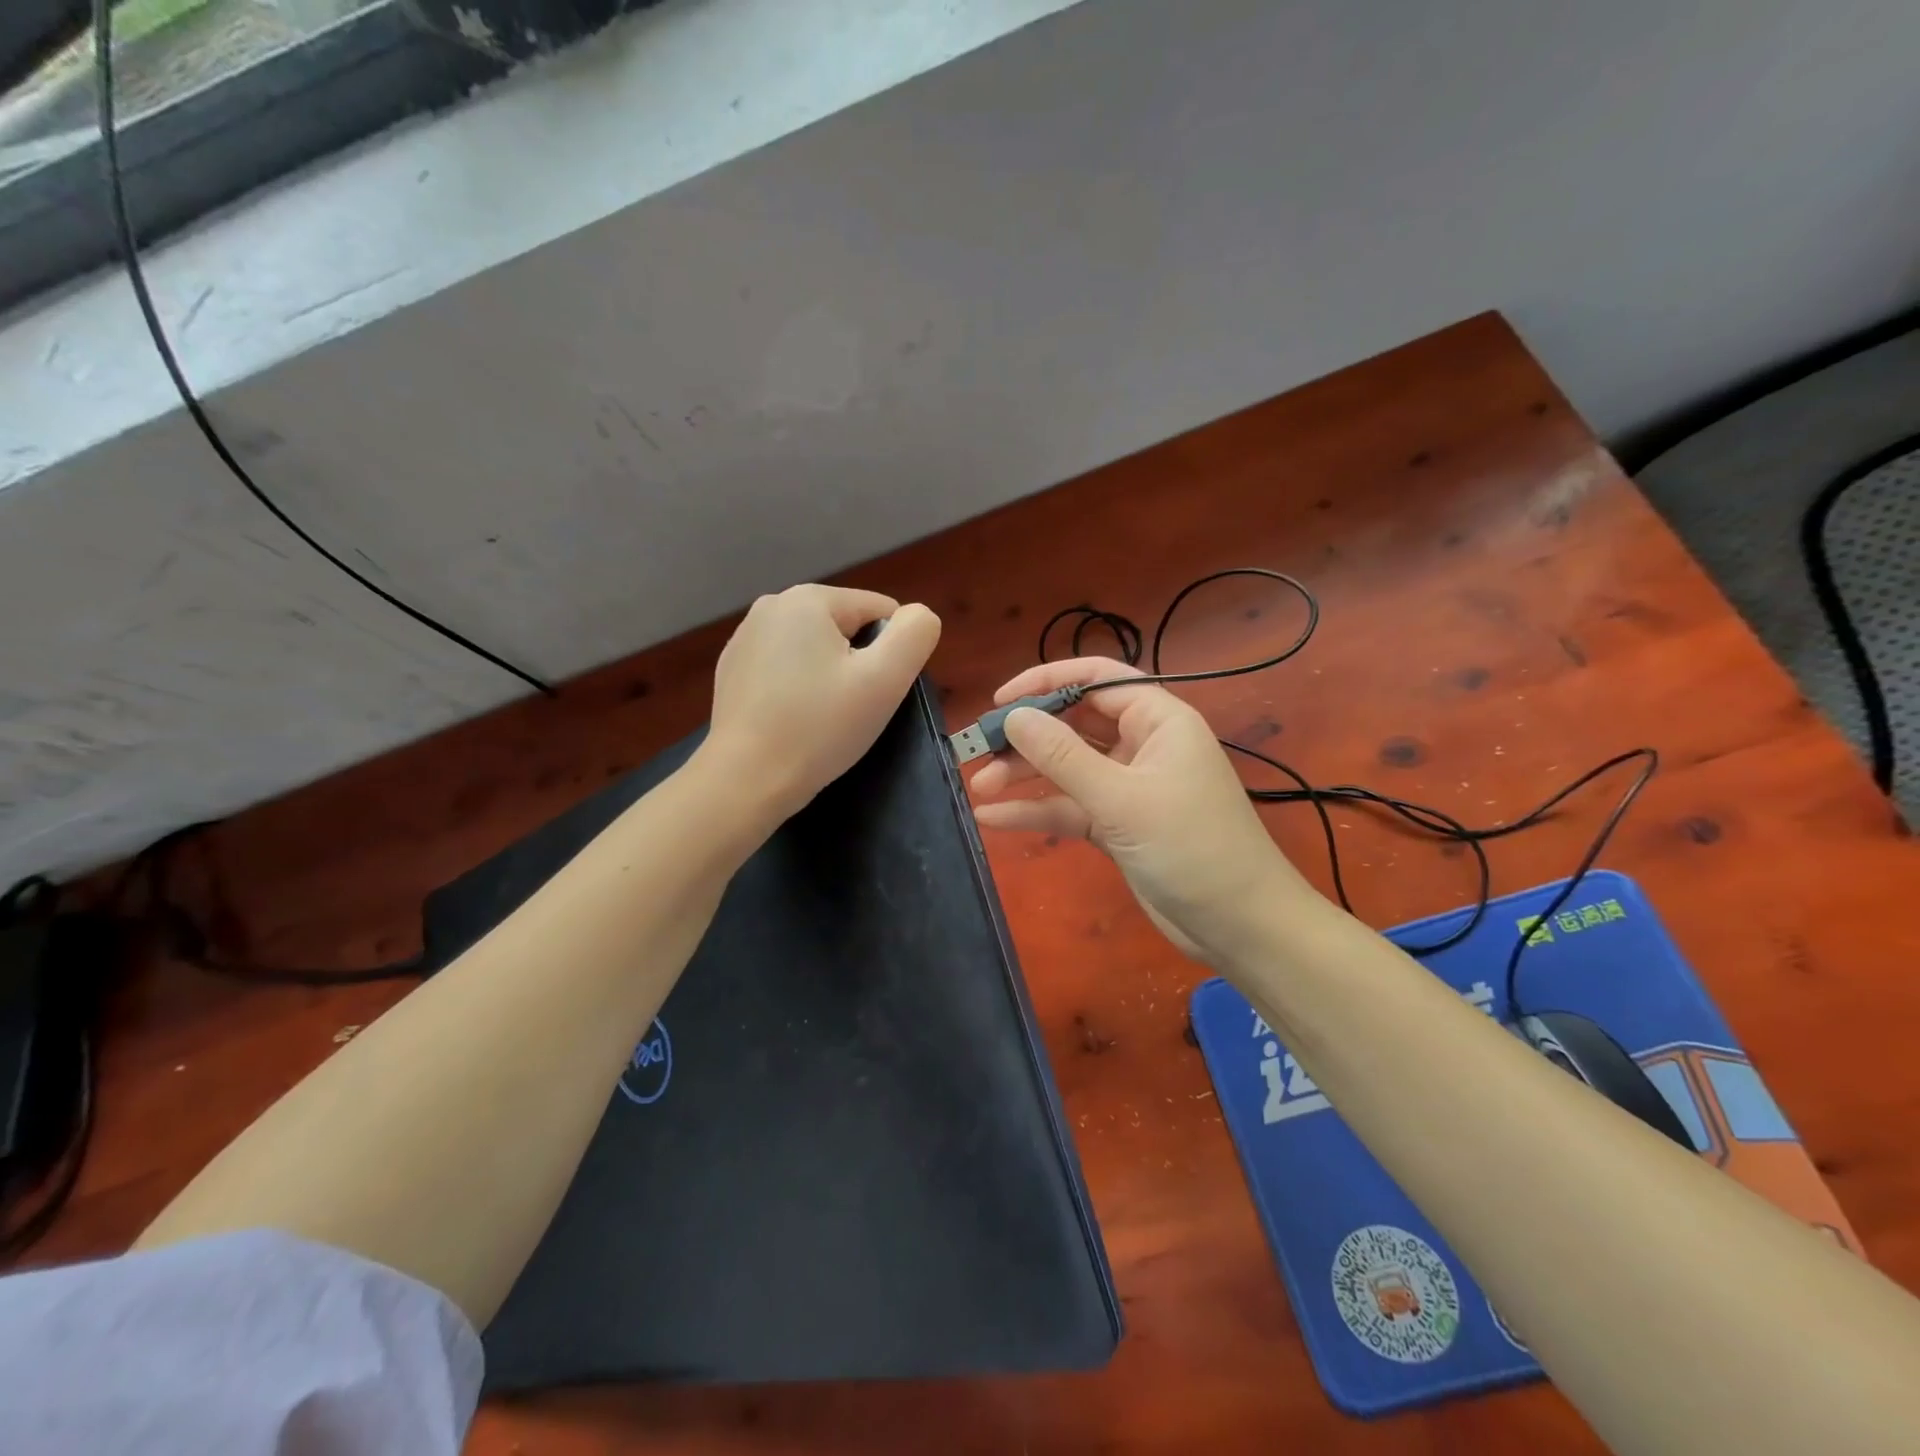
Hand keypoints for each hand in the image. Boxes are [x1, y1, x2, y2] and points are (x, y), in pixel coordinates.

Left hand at [703, 584, 940, 821]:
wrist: (745, 780)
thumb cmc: (820, 728)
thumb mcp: (885, 680)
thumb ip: (915, 635)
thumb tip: (919, 615)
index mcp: (808, 598)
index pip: (881, 611)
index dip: (891, 653)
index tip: (874, 693)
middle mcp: (771, 606)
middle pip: (846, 627)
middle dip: (858, 663)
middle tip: (851, 709)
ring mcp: (745, 638)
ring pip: (816, 649)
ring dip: (829, 676)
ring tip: (821, 718)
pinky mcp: (732, 670)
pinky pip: (785, 668)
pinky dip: (798, 688)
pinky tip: (793, 721)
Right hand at [968, 657, 1318, 963]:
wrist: (1240, 926)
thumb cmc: (1191, 847)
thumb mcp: (1122, 799)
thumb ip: (1064, 757)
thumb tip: (1014, 716)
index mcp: (1158, 720)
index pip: (1096, 679)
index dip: (1046, 682)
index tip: (1000, 700)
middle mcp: (1142, 745)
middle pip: (1075, 723)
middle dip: (1027, 736)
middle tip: (977, 749)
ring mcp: (1128, 786)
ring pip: (1068, 767)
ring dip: (1025, 774)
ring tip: (978, 785)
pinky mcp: (1118, 824)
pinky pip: (1070, 806)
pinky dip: (1037, 810)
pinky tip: (994, 817)